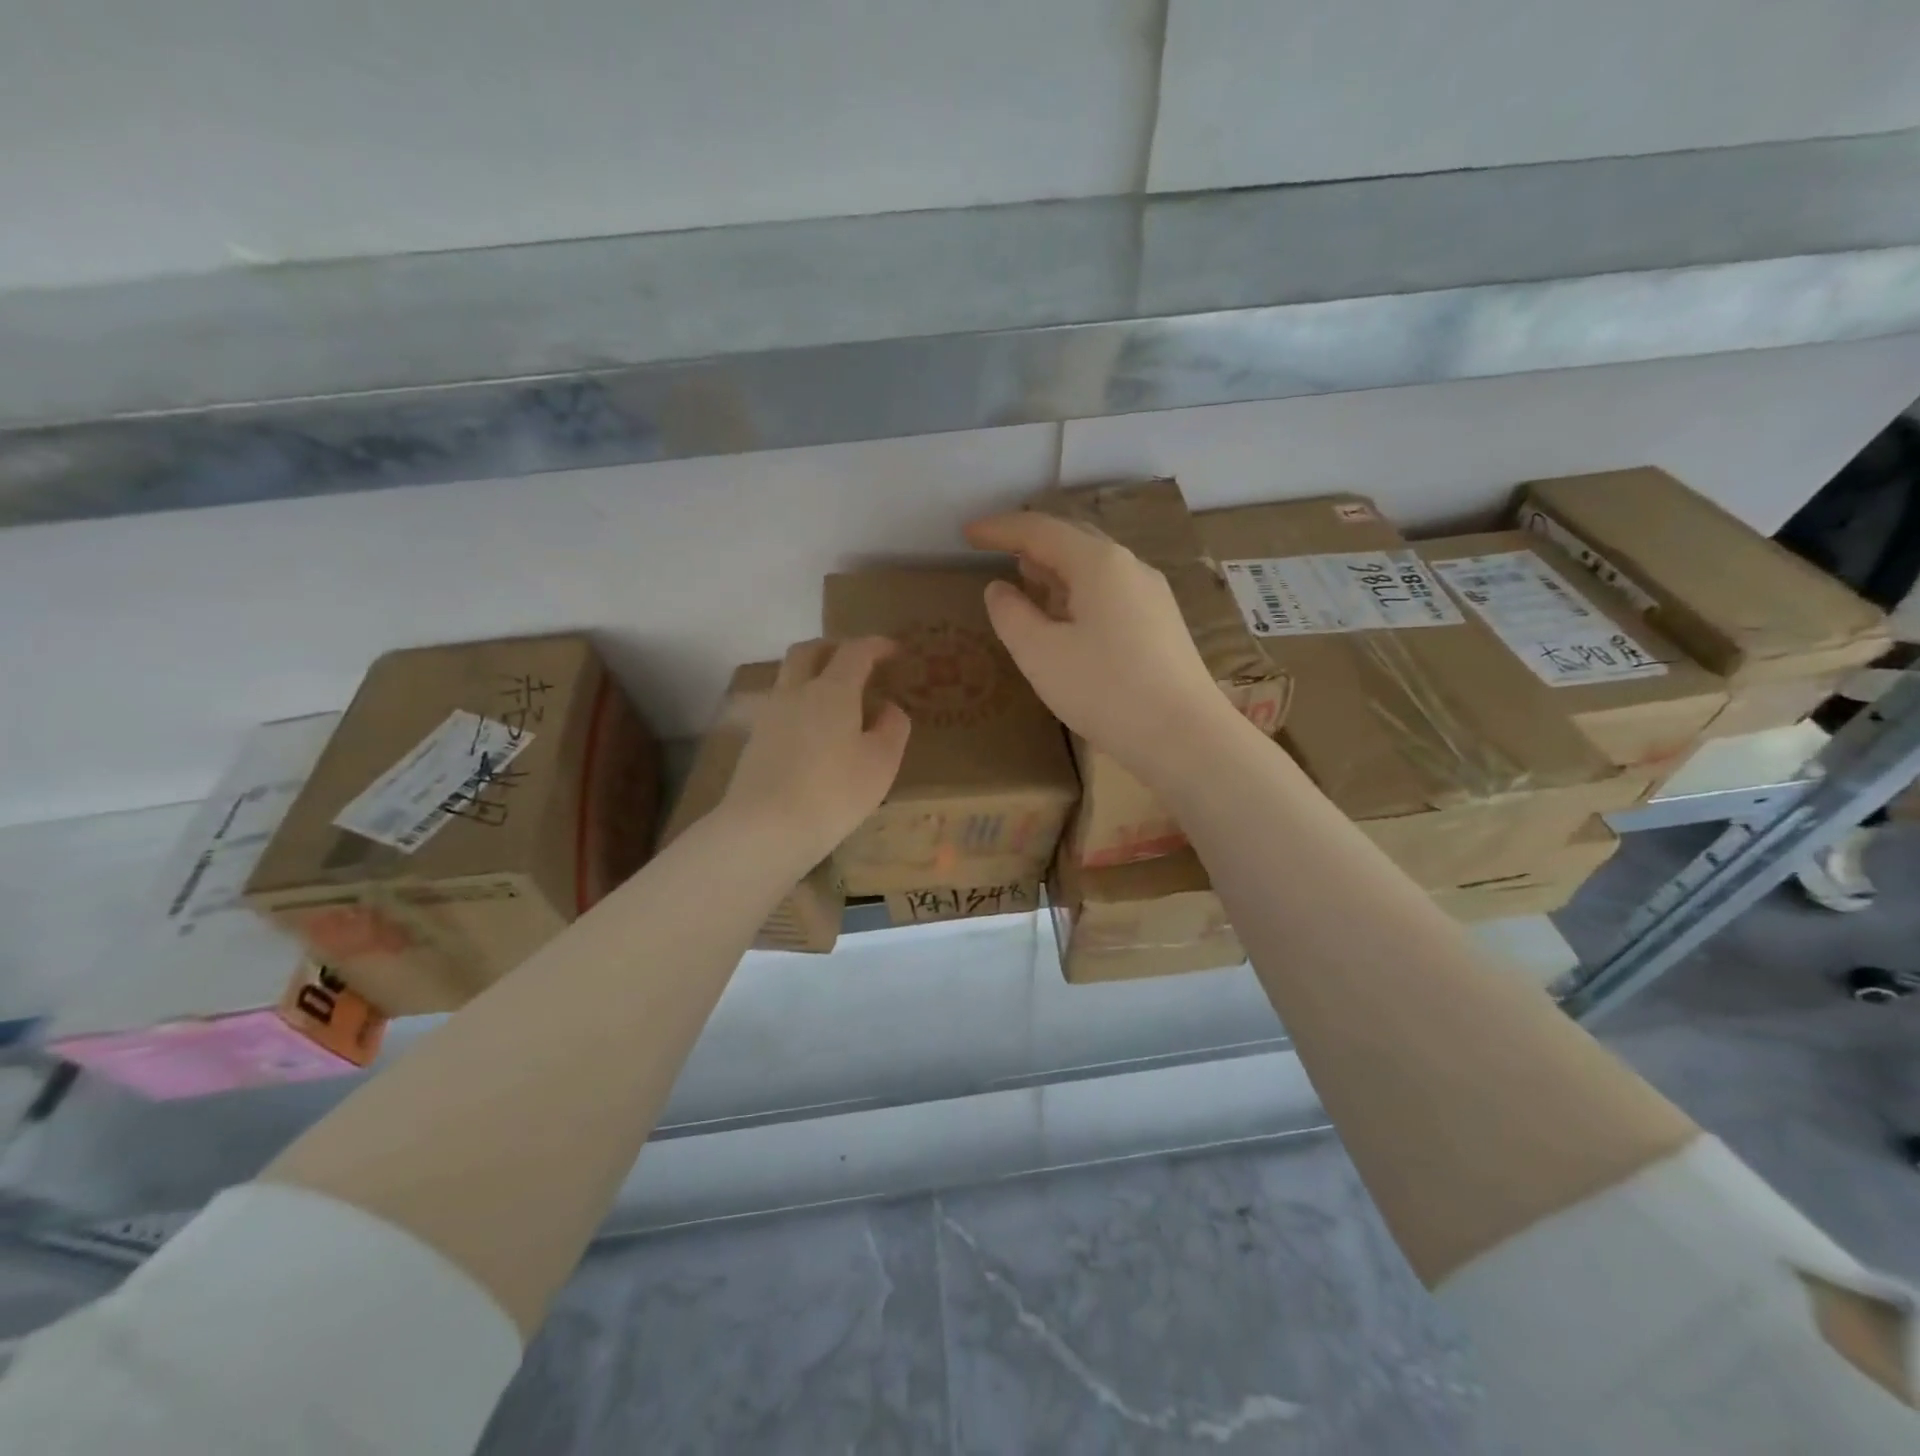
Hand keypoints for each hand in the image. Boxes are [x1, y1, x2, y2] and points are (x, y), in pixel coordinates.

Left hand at [721, 637, 910, 864]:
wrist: (764, 828)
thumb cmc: (834, 792)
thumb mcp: (881, 763)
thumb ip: (892, 727)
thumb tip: (888, 707)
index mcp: (832, 690)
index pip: (855, 651)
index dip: (877, 645)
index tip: (895, 650)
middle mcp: (796, 692)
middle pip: (809, 651)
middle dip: (834, 647)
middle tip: (857, 661)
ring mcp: (770, 715)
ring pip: (789, 677)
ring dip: (812, 674)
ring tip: (836, 698)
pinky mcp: (755, 741)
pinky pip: (781, 706)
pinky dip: (801, 704)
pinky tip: (814, 731)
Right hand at [965, 512, 1233, 781]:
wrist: (1185, 737)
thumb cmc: (1106, 690)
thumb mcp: (1040, 654)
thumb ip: (1011, 615)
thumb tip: (999, 589)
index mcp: (1099, 564)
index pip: (1040, 530)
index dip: (1000, 529)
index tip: (967, 533)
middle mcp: (1130, 568)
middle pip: (1072, 541)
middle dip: (1030, 543)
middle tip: (995, 551)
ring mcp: (1152, 595)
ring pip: (1094, 567)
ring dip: (1055, 569)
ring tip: (1026, 582)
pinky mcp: (1162, 624)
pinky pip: (1110, 592)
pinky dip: (1078, 592)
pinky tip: (1067, 617)